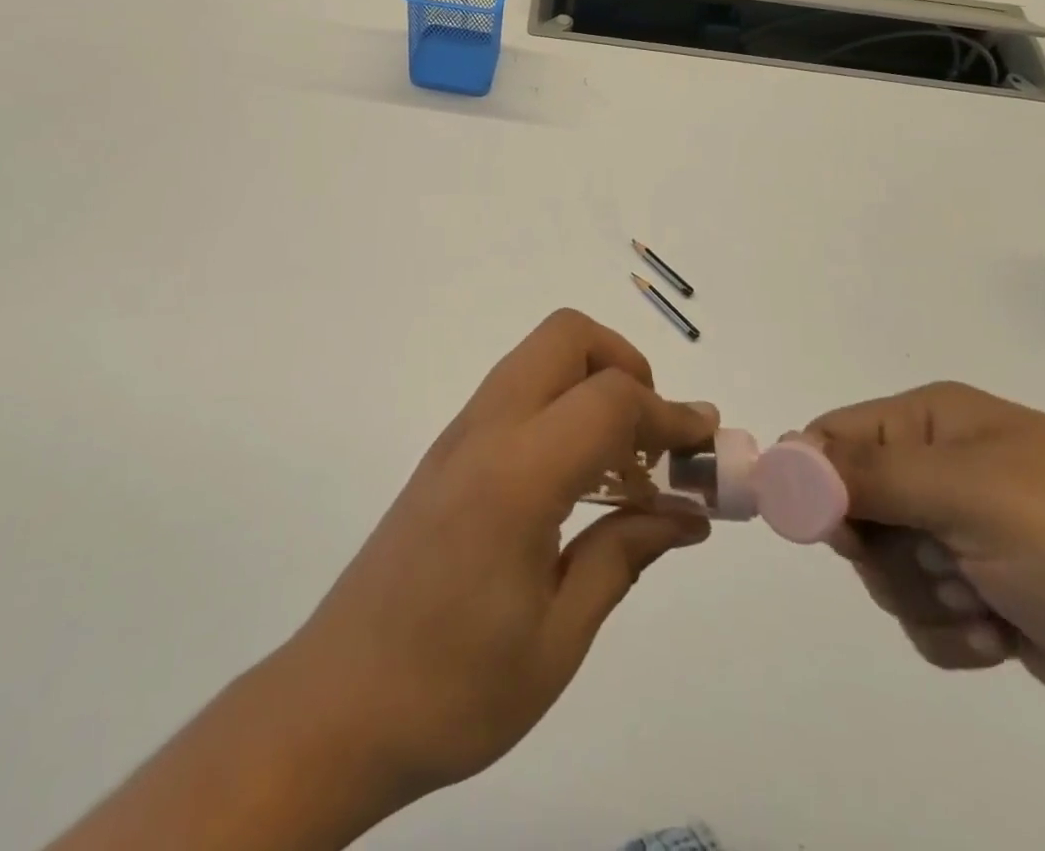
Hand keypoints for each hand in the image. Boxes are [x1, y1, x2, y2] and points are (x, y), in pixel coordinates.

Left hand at [50, 310, 718, 850]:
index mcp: (516, 476)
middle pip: (566, 337)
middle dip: (626, 365)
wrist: (336, 706)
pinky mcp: (448, 452)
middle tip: (654, 438)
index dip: (670, 414)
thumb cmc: (453, 689)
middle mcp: (486, 430)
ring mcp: (460, 434)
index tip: (708, 448)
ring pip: (539, 358)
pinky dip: (563, 408)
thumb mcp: (558, 637)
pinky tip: (579, 484)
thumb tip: (689, 513)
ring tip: (626, 470)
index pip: (610, 398)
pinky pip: (518, 393)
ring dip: (594, 385)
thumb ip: (625, 554)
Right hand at [804, 382, 1044, 785]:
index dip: (816, 479)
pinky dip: (951, 633)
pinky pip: (923, 616)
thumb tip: (778, 460)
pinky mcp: (991, 603)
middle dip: (881, 548)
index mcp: (939, 423)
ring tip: (987, 606)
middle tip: (934, 562)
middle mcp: (948, 472)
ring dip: (922, 596)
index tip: (834, 529)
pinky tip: (1003, 638)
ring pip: (884, 567)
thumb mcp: (969, 493)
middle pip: (852, 505)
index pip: (835, 436)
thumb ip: (864, 474)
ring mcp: (971, 539)